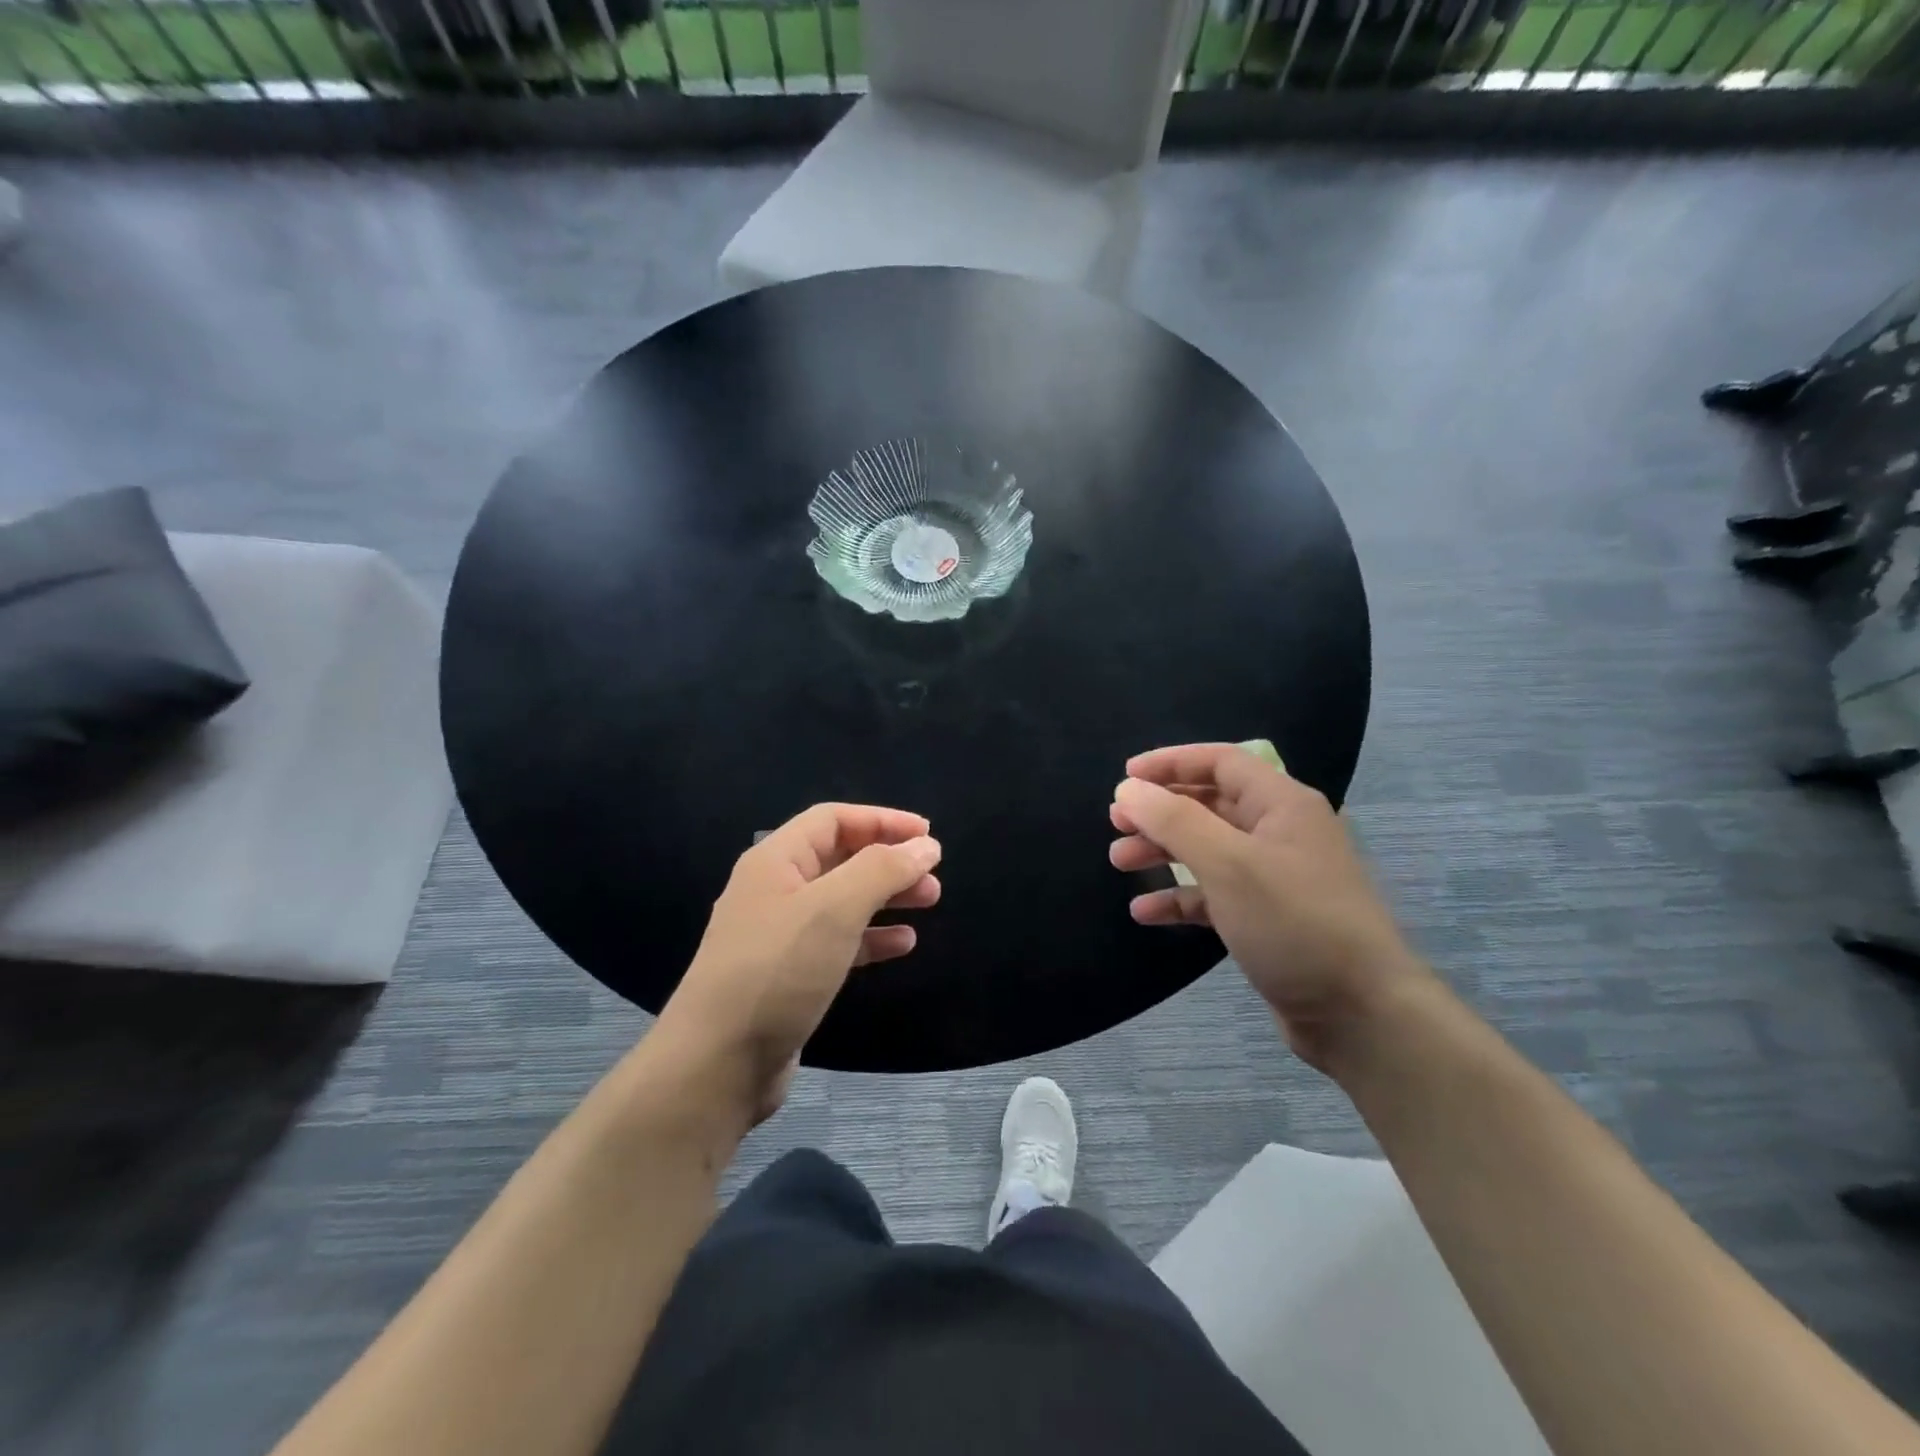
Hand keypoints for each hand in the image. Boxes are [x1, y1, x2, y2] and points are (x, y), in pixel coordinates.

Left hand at [657, 804, 940, 1126]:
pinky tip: (903, 944)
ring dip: (886, 896)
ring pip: (843, 900)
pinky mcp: (789, 975)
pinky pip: (838, 942)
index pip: (833, 819)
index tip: (928, 834)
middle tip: (933, 874)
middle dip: (889, 860)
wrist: (718, 1064)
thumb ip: (883, 870)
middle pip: (840, 857)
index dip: (882, 820)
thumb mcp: (834, 909)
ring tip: (929, 901)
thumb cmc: (777, 971)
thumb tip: (926, 845)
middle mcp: (775, 890)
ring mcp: (780, 935)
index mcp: (775, 860)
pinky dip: (872, 937)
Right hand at [1109, 744, 1431, 1070]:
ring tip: (1120, 863)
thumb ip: (1174, 821)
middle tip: (1116, 824)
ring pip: (1208, 850)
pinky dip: (1180, 897)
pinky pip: (1214, 895)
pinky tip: (1146, 912)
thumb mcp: (1227, 863)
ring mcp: (1275, 878)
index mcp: (1282, 805)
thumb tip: (1128, 790)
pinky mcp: (1268, 919)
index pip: (1220, 762)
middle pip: (1210, 805)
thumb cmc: (1294, 923)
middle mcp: (1280, 832)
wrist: (1360, 1014)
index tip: (1125, 778)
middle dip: (1161, 811)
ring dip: (1163, 852)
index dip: (1171, 763)